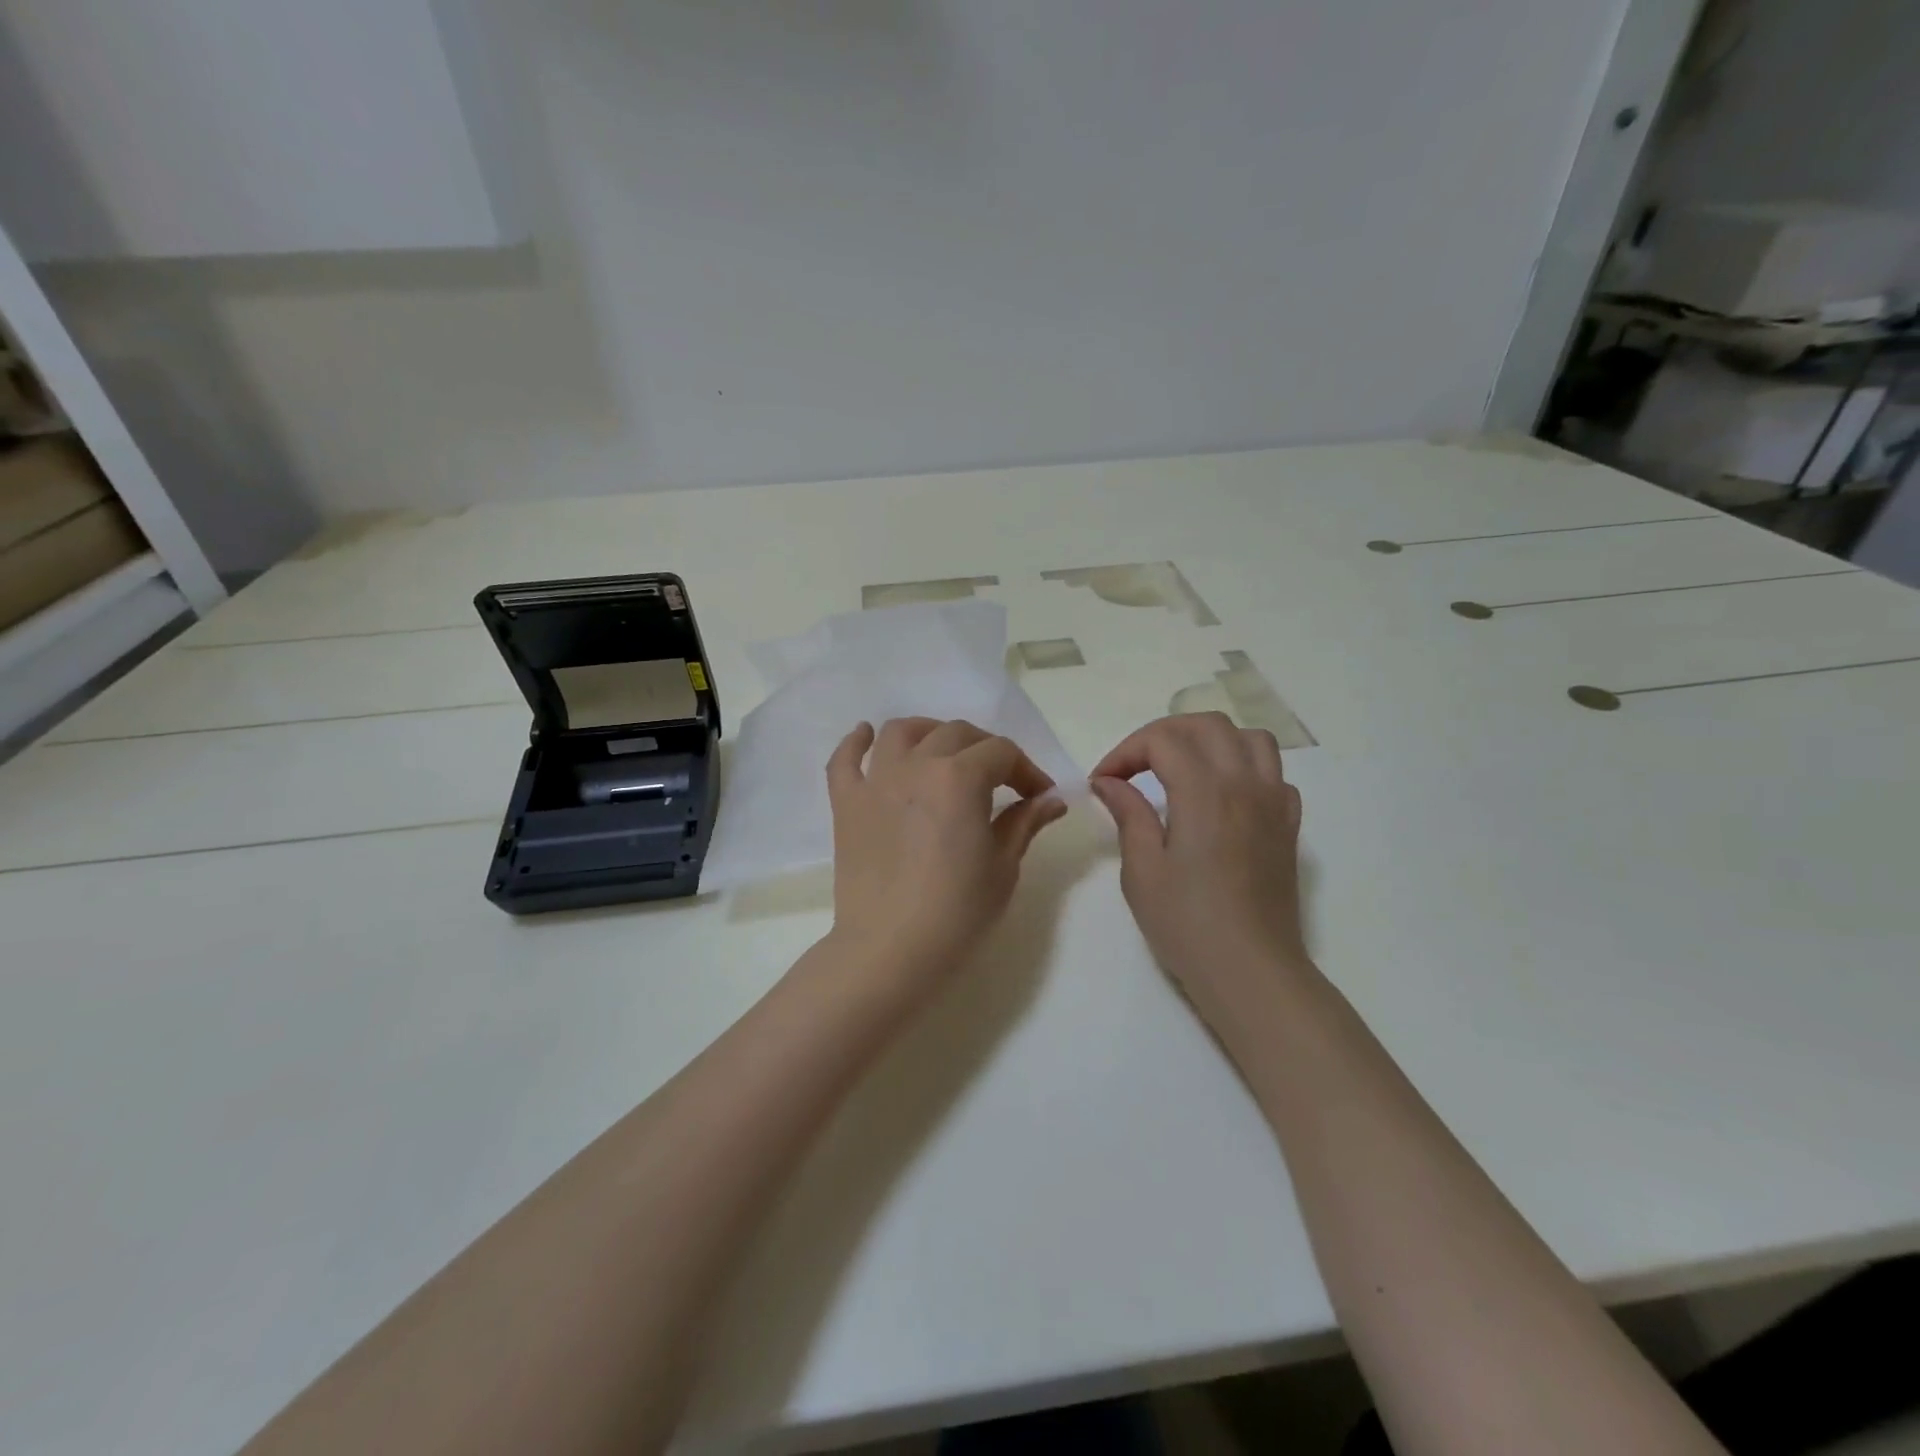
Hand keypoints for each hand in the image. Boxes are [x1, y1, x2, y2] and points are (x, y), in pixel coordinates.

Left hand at [826, 718, 1067, 981]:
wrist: (891, 949)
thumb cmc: (958, 911)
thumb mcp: (1003, 866)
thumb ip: (1024, 823)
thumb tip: (1051, 800)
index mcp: (960, 777)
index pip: (1002, 752)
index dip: (1026, 770)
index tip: (1038, 797)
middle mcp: (916, 765)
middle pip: (955, 734)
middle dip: (986, 749)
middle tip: (1000, 780)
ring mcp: (876, 781)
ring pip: (901, 732)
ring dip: (928, 732)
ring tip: (941, 749)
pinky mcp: (846, 803)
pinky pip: (844, 760)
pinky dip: (854, 742)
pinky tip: (865, 734)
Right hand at [1090, 713, 1307, 1020]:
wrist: (1251, 972)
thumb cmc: (1187, 925)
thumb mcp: (1142, 870)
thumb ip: (1128, 814)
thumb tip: (1109, 781)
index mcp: (1205, 793)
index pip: (1163, 740)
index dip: (1125, 752)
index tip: (1104, 781)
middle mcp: (1244, 785)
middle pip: (1207, 725)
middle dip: (1163, 734)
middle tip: (1134, 766)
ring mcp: (1274, 803)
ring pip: (1249, 738)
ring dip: (1210, 740)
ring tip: (1181, 767)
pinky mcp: (1288, 826)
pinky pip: (1274, 774)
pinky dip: (1245, 769)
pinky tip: (1223, 796)